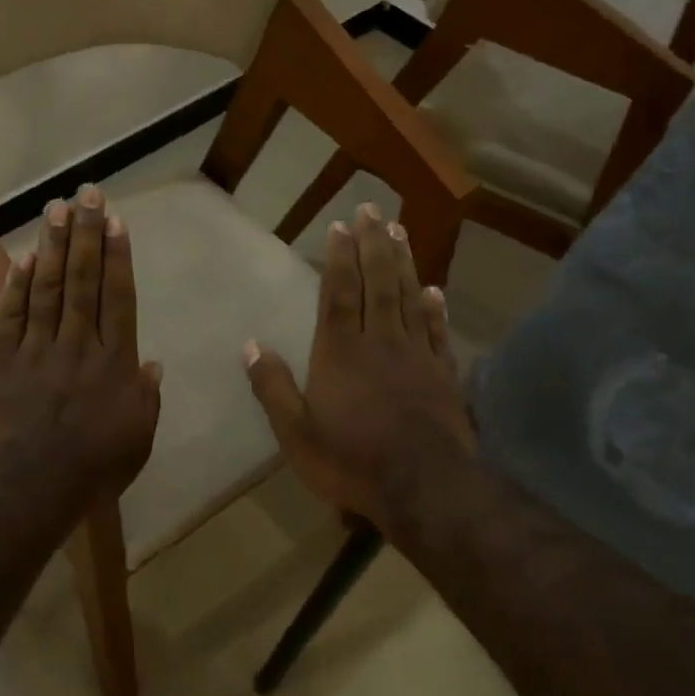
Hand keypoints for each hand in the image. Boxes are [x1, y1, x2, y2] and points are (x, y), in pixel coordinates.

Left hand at [0, 185, 161, 498]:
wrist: (30, 485)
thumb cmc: (94, 468)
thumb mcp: (138, 439)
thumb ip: (146, 399)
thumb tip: (153, 365)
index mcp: (114, 362)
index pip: (118, 298)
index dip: (117, 257)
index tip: (115, 222)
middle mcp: (78, 344)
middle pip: (83, 281)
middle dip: (86, 235)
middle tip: (86, 194)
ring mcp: (38, 350)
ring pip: (48, 289)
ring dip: (53, 247)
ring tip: (56, 209)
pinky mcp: (3, 362)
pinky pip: (12, 317)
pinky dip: (17, 286)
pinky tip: (24, 257)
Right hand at [243, 204, 473, 539]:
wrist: (422, 485)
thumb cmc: (350, 460)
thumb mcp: (295, 432)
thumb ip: (273, 387)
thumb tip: (251, 346)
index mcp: (340, 352)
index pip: (338, 293)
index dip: (339, 258)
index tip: (341, 226)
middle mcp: (379, 342)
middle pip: (377, 283)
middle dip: (373, 244)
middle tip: (373, 210)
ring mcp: (416, 355)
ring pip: (408, 298)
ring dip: (403, 263)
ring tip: (401, 232)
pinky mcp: (443, 375)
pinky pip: (438, 332)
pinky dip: (436, 308)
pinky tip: (434, 289)